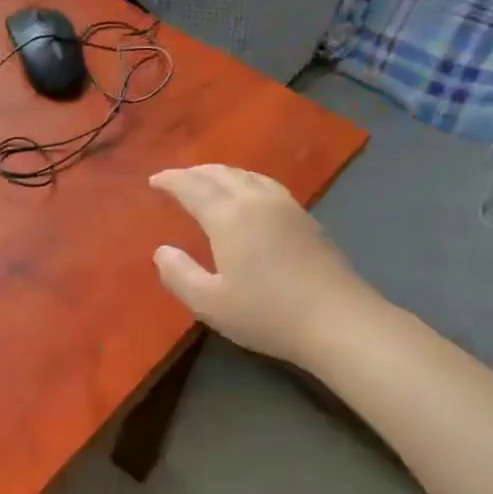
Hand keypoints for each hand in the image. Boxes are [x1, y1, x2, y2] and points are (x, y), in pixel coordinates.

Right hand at [149, 166, 374, 364]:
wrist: (339, 321)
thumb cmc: (267, 314)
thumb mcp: (209, 303)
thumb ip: (178, 274)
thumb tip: (161, 251)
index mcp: (229, 217)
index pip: (193, 187)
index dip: (170, 180)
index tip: (153, 180)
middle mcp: (256, 201)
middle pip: (221, 173)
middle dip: (194, 172)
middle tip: (175, 179)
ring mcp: (286, 206)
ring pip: (247, 175)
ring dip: (221, 172)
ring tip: (207, 180)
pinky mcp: (306, 218)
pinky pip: (266, 184)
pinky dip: (245, 180)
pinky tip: (248, 194)